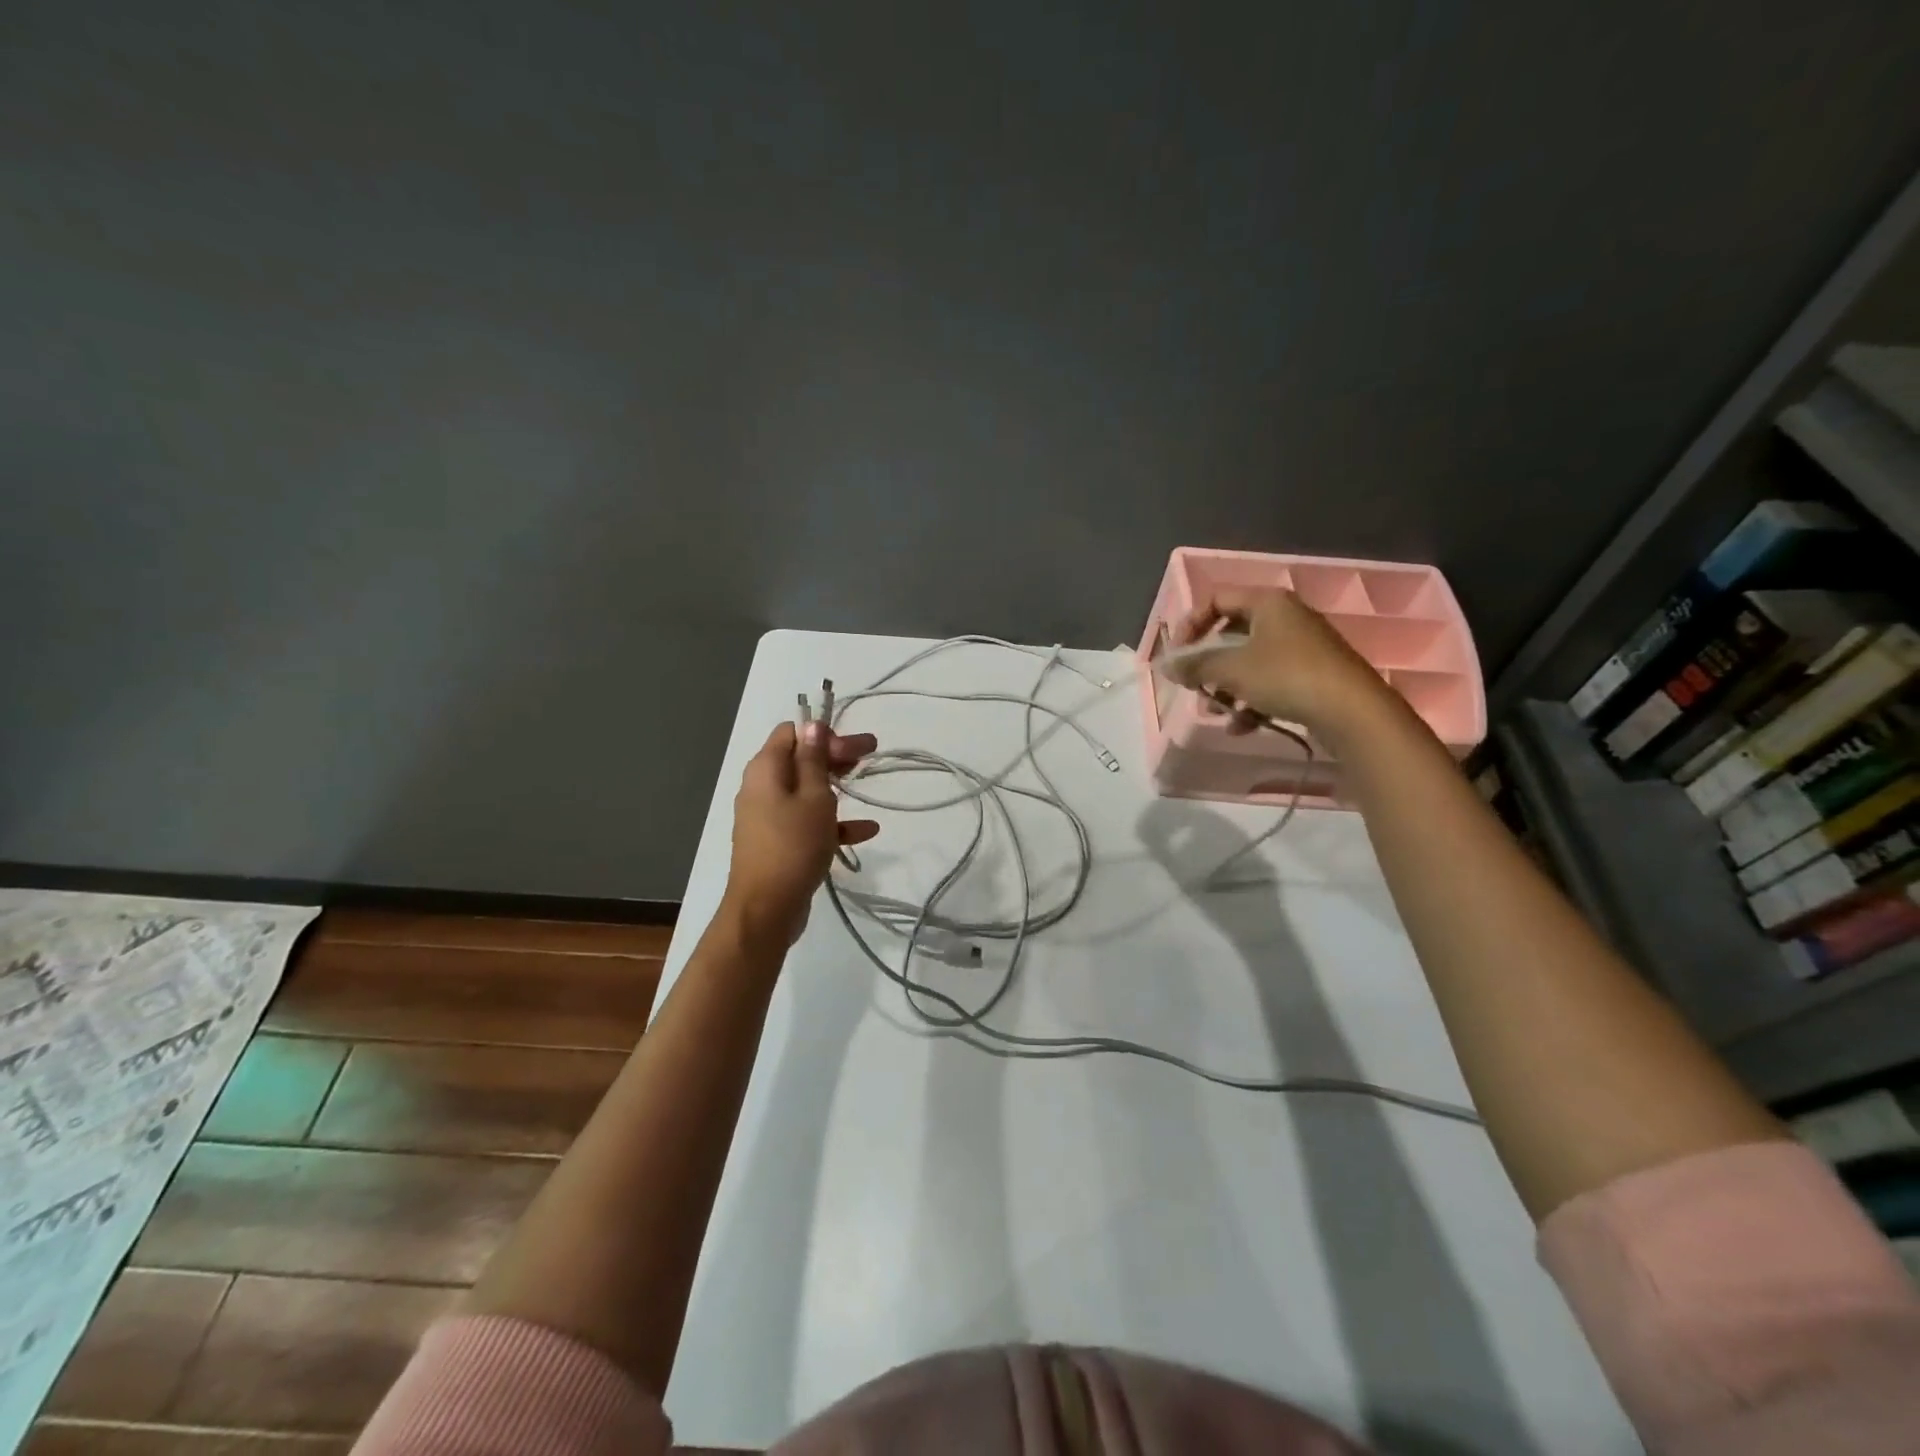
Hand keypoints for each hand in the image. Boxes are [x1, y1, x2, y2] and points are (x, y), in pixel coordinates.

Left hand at [721, 721, 878, 951]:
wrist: (766, 909)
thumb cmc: (793, 845)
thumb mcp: (813, 797)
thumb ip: (814, 760)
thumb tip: (811, 725)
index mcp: (765, 770)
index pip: (792, 733)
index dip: (823, 734)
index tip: (853, 748)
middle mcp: (761, 788)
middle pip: (800, 759)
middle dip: (835, 756)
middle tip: (870, 756)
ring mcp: (768, 816)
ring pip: (806, 790)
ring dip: (836, 787)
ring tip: (866, 786)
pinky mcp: (778, 842)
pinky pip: (807, 821)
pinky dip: (833, 821)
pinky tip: (866, 831)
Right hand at [1166, 587, 1393, 739]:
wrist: (1352, 711)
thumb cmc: (1286, 677)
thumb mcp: (1231, 669)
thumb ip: (1195, 665)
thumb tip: (1165, 665)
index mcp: (1267, 602)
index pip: (1217, 600)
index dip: (1190, 625)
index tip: (1178, 655)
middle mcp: (1285, 618)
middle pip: (1232, 634)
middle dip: (1208, 664)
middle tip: (1193, 685)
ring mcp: (1301, 647)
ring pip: (1249, 663)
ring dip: (1226, 688)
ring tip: (1216, 711)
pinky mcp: (1312, 676)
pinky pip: (1270, 682)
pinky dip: (1251, 702)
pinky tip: (1241, 727)